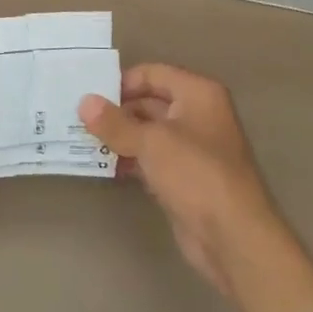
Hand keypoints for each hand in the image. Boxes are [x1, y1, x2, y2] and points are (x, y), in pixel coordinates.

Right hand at [80, 64, 291, 301]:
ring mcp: (192, 149)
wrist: (234, 238)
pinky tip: (103, 165)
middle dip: (117, 111)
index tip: (90, 95)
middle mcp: (198, 115)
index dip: (122, 82)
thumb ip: (115, 122)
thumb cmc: (196, 173)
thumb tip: (84, 102)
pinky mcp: (185, 179)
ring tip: (83, 139)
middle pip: (150, 102)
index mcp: (198, 94)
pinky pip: (152, 159)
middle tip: (79, 117)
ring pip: (149, 133)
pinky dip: (130, 159)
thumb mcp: (151, 142)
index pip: (153, 73)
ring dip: (120, 137)